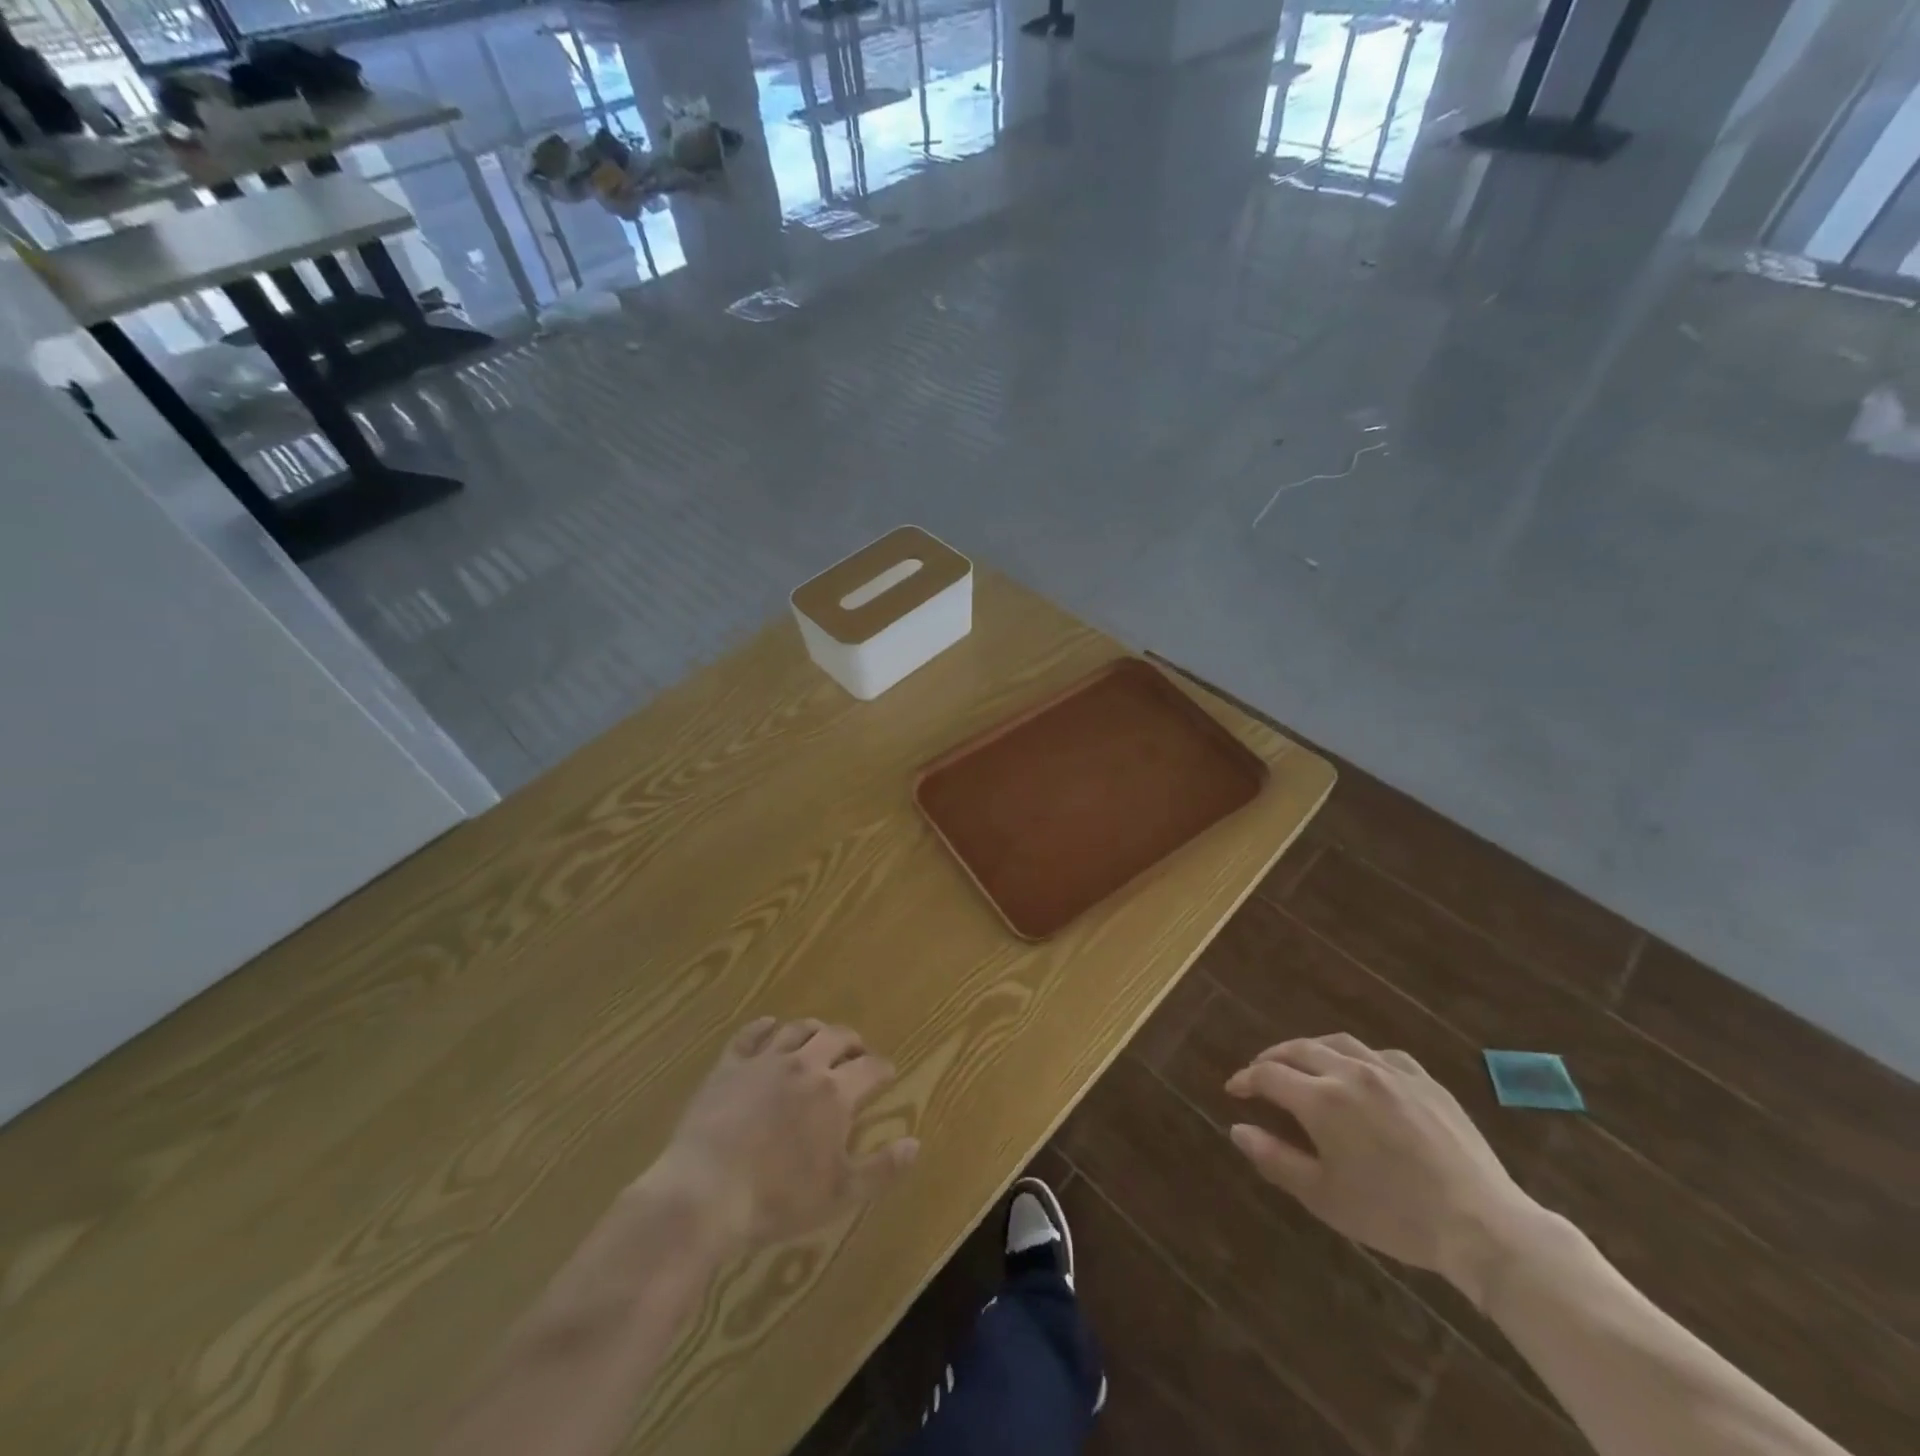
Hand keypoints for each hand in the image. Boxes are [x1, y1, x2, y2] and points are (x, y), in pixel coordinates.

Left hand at [642, 1017, 918, 1254]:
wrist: (704, 1193)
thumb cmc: (777, 1199)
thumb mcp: (839, 1194)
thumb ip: (881, 1168)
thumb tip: (915, 1144)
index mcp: (835, 1092)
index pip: (870, 1067)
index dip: (883, 1069)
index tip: (887, 1075)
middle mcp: (804, 1064)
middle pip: (836, 1036)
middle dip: (852, 1043)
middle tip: (856, 1055)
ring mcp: (764, 1060)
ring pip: (797, 1028)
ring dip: (814, 1031)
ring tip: (819, 1040)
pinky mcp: (729, 1065)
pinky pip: (751, 1034)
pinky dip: (765, 1027)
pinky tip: (769, 1028)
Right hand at [1224, 1034, 1545, 1305]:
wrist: (1482, 1226)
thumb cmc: (1394, 1216)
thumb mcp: (1324, 1197)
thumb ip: (1275, 1158)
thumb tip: (1237, 1129)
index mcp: (1322, 1100)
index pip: (1269, 1075)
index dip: (1246, 1079)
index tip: (1234, 1089)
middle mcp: (1351, 1072)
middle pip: (1298, 1049)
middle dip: (1272, 1058)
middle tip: (1260, 1071)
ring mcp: (1391, 1072)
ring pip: (1338, 1043)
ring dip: (1311, 1049)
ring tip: (1302, 1063)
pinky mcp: (1425, 1080)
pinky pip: (1381, 1054)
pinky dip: (1357, 1057)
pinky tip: (1360, 1072)